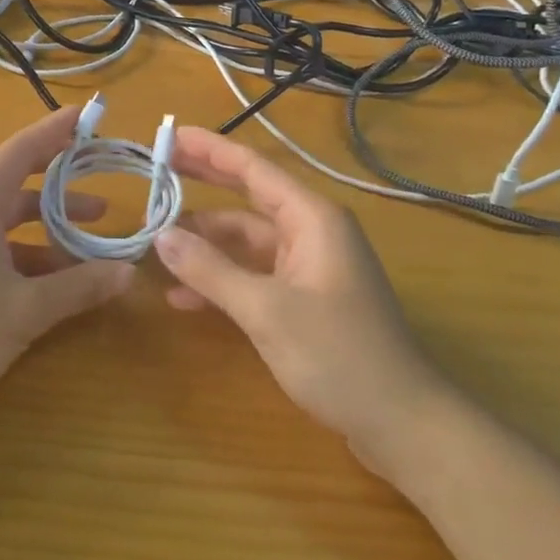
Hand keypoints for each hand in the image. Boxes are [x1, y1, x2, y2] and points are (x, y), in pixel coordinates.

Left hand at [0, 105, 134, 422]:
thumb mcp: (24, 311)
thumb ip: (79, 287)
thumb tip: (129, 272)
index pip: (23, 148)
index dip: (57, 130)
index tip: (88, 115)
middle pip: (15, 177)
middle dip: (61, 180)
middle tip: (100, 176)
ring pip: (4, 213)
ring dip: (46, 221)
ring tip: (90, 235)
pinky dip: (23, 246)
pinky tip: (51, 275)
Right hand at [155, 127, 445, 469]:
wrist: (403, 424)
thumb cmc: (339, 356)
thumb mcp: (266, 311)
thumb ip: (211, 270)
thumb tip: (161, 237)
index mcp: (312, 218)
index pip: (252, 168)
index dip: (209, 150)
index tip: (169, 135)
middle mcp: (311, 231)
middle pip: (248, 196)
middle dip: (203, 183)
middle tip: (156, 169)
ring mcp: (308, 265)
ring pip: (246, 239)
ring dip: (206, 242)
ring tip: (157, 241)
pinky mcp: (304, 297)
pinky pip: (254, 273)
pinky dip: (222, 279)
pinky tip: (184, 296)